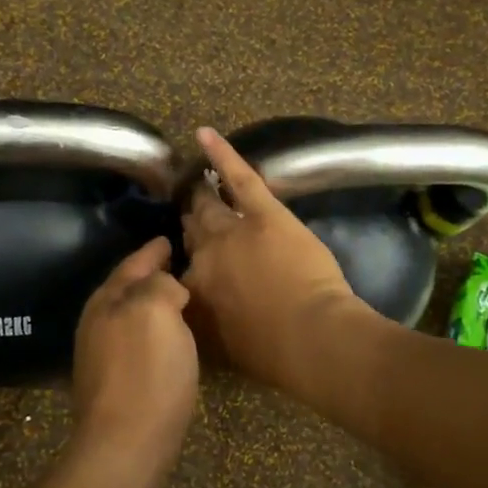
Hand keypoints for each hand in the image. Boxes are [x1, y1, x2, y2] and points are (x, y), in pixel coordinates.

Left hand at [70, 237, 198, 479]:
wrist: (126, 444)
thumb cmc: (146, 371)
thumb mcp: (156, 310)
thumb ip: (160, 284)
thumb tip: (167, 286)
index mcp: (107, 300)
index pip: (133, 264)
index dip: (153, 250)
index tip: (170, 238)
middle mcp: (98, 323)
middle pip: (127, 289)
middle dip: (150, 276)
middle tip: (178, 264)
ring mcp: (102, 355)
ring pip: (131, 316)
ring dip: (153, 305)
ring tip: (181, 298)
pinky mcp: (114, 383)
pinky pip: (137, 342)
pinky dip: (154, 332)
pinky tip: (172, 339)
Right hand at [180, 128, 366, 392]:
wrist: (309, 337)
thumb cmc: (269, 353)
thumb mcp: (220, 347)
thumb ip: (200, 321)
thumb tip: (192, 305)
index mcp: (190, 290)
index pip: (177, 271)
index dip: (185, 264)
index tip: (191, 263)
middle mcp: (202, 255)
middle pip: (191, 231)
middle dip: (190, 222)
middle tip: (191, 214)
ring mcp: (230, 229)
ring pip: (208, 205)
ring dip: (201, 194)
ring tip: (195, 182)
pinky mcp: (262, 212)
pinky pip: (237, 176)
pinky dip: (221, 153)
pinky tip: (204, 135)